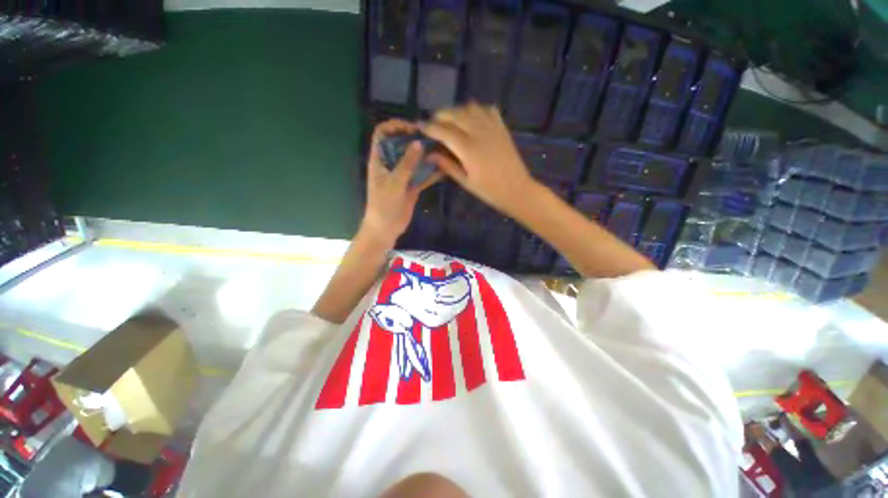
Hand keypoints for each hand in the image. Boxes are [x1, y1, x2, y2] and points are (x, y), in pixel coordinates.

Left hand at [361, 120, 441, 244]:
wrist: (386, 228)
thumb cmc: (384, 205)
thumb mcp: (394, 183)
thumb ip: (406, 164)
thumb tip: (418, 143)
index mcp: (379, 159)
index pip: (382, 133)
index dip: (395, 126)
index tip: (412, 129)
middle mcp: (390, 164)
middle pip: (401, 144)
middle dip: (415, 139)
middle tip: (432, 139)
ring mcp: (402, 175)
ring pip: (413, 159)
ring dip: (425, 155)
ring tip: (440, 151)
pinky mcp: (411, 186)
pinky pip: (421, 175)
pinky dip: (431, 172)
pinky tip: (443, 169)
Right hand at [423, 104, 535, 214]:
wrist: (516, 189)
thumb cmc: (489, 190)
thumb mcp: (465, 182)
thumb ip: (447, 166)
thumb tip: (430, 155)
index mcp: (468, 149)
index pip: (444, 131)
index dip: (429, 127)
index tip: (419, 126)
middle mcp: (479, 133)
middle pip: (455, 114)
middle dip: (440, 115)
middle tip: (433, 123)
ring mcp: (492, 128)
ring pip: (470, 108)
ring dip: (456, 110)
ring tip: (450, 119)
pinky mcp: (502, 128)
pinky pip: (487, 109)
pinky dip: (476, 109)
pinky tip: (472, 117)